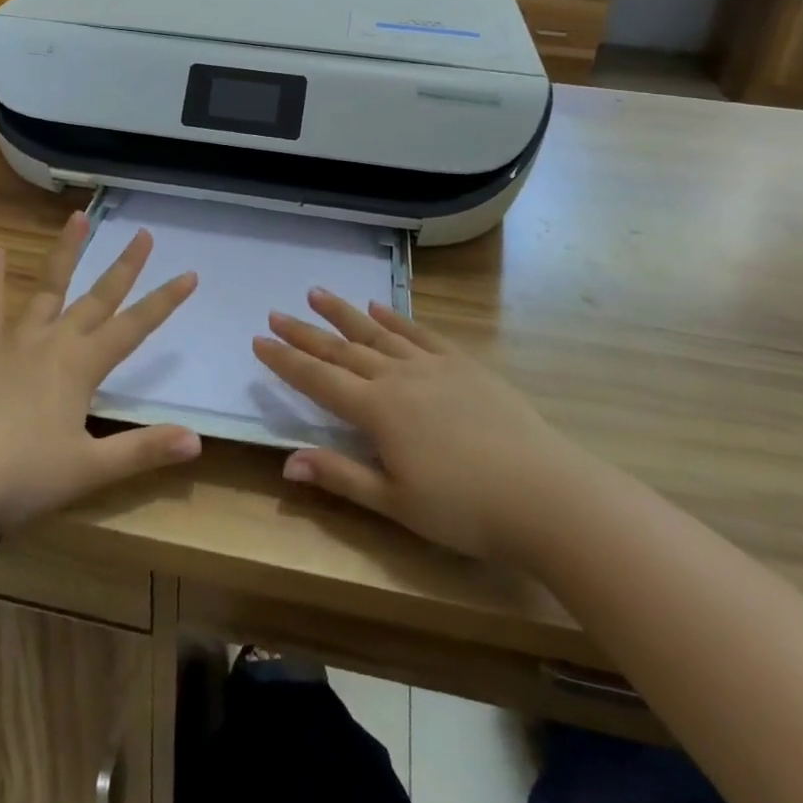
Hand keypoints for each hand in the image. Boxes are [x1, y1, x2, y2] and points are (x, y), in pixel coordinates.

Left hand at [0, 213, 201, 540]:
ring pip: (48, 286)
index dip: (164, 301)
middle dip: (125, 266)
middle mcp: (54, 341)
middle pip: (98, 297)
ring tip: (79, 217)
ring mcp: (14, 339)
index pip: (134, 327)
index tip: (189, 274)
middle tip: (144, 234)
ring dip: (66, 251)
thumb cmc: (20, 478)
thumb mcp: (88, 470)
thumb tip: (197, 441)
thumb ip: (143, 451)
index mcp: (82, 366)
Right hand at [253, 292, 561, 562]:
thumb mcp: (397, 504)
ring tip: (317, 293)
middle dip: (305, 332)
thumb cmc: (465, 510)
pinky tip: (379, 307)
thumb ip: (341, 476)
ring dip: (344, 313)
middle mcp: (398, 377)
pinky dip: (395, 318)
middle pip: (342, 349)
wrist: (543, 492)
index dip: (286, 361)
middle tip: (276, 312)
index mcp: (377, 411)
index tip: (259, 340)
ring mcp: (432, 365)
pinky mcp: (463, 364)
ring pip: (377, 331)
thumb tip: (287, 461)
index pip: (319, 379)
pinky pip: (419, 332)